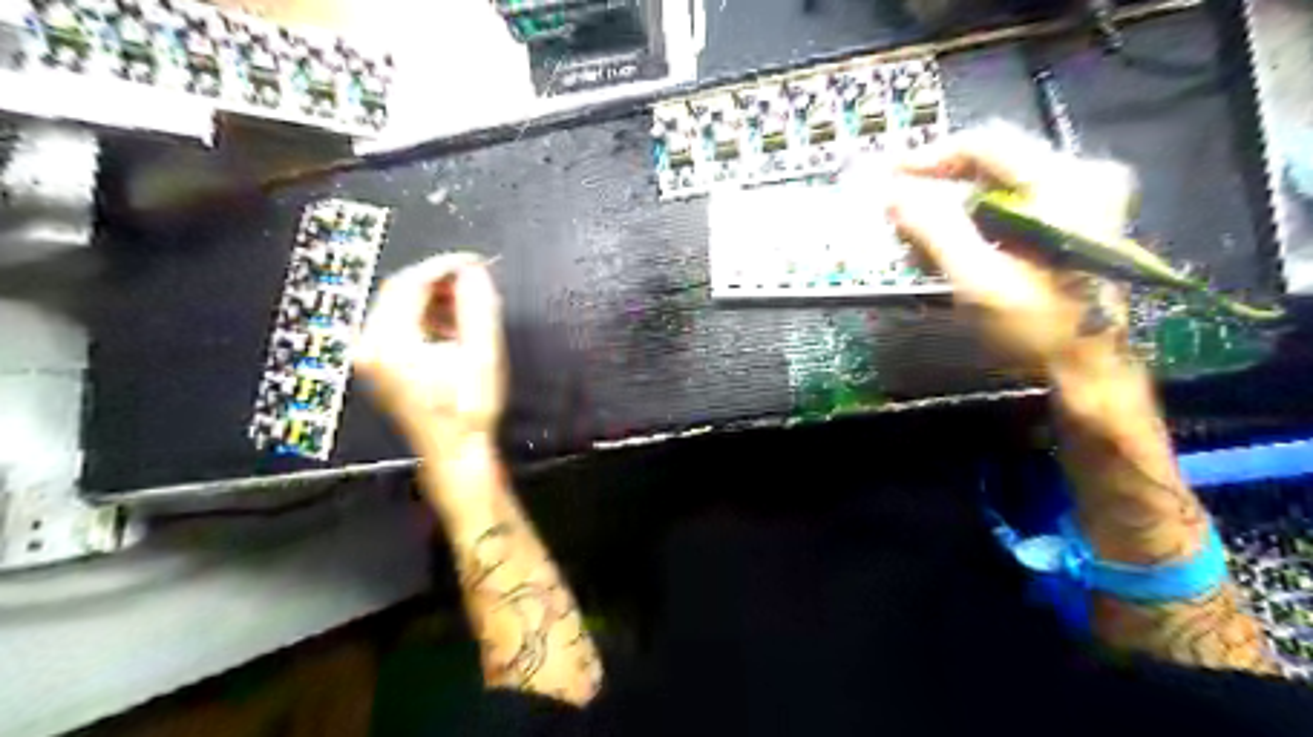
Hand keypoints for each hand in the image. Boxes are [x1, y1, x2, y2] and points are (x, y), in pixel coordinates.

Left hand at [353, 253, 506, 448]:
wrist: (457, 451)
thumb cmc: (471, 407)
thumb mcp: (482, 353)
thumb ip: (477, 306)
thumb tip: (474, 270)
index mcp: (390, 342)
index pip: (411, 284)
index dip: (444, 266)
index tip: (475, 261)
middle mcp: (370, 345)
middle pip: (399, 291)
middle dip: (437, 280)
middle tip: (473, 277)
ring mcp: (370, 357)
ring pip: (398, 307)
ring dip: (432, 298)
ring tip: (467, 302)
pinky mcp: (379, 365)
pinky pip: (398, 325)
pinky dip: (424, 316)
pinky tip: (450, 324)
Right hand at [886, 124, 1145, 377]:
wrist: (1089, 370)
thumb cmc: (1037, 328)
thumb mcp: (978, 278)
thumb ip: (933, 229)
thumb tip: (892, 194)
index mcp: (1065, 183)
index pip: (984, 144)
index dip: (928, 158)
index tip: (887, 177)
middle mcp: (1081, 178)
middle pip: (991, 163)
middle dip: (937, 187)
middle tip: (896, 210)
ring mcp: (1082, 200)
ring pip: (997, 186)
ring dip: (951, 208)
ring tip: (916, 238)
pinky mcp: (1073, 222)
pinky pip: (1010, 206)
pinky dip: (973, 222)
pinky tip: (949, 248)